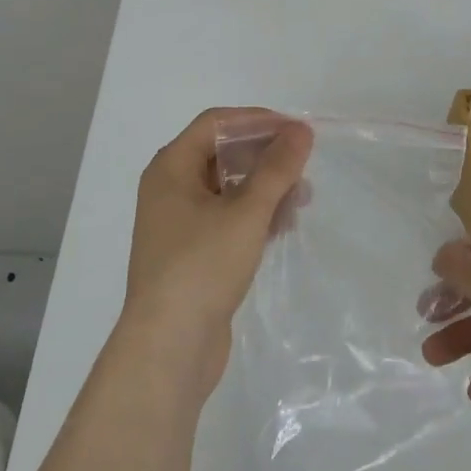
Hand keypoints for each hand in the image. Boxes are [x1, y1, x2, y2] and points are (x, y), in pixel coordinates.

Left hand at [119, 108, 312, 400]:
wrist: (168, 349)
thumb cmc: (202, 267)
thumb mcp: (246, 211)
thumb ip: (277, 168)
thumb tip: (301, 130)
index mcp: (171, 167)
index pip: (217, 123)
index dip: (258, 121)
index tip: (296, 132)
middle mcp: (170, 188)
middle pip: (223, 153)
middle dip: (265, 157)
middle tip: (302, 167)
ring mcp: (179, 222)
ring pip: (229, 187)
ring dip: (265, 187)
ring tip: (302, 200)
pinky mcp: (192, 252)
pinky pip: (227, 217)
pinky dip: (255, 214)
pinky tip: (283, 225)